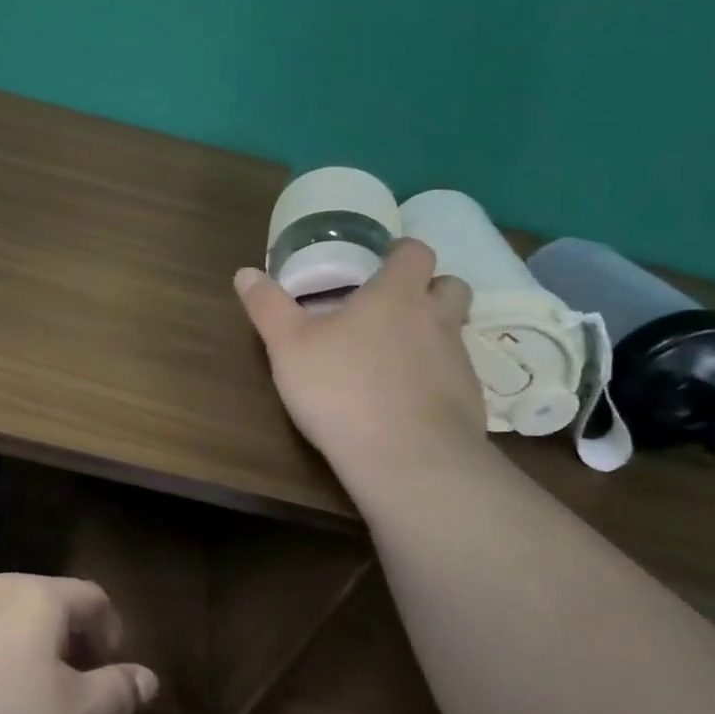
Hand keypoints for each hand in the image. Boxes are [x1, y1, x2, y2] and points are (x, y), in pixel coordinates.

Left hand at [0, 574, 158, 713]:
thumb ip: (114, 695)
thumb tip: (148, 677)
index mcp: (37, 598)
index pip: (91, 596)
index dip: (110, 631)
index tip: (109, 670)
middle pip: (44, 604)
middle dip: (65, 644)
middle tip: (68, 692)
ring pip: (0, 621)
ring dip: (20, 653)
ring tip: (16, 706)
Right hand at [234, 240, 488, 480]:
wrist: (408, 461)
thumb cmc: (342, 390)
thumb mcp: (288, 346)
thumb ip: (268, 306)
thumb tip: (245, 273)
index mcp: (397, 296)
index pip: (416, 253)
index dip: (401, 252)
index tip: (381, 261)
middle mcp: (436, 321)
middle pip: (451, 286)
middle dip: (429, 288)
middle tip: (393, 306)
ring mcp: (458, 363)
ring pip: (453, 334)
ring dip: (430, 336)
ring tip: (392, 359)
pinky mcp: (469, 403)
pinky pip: (454, 378)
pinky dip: (434, 380)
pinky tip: (404, 403)